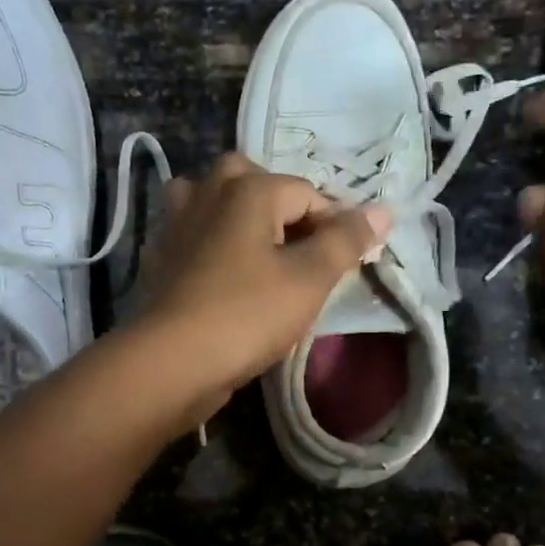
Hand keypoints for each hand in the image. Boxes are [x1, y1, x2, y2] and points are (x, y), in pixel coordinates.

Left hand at [135, 153, 389, 421]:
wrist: (173, 361)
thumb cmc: (248, 314)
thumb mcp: (310, 279)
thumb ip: (346, 240)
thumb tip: (382, 210)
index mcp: (248, 188)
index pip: (308, 194)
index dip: (335, 225)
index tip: (345, 264)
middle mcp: (208, 191)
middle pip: (256, 183)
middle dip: (284, 210)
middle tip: (301, 252)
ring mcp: (177, 223)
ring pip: (217, 202)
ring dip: (241, 218)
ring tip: (261, 254)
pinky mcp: (161, 256)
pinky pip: (195, 234)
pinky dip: (212, 243)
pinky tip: (224, 274)